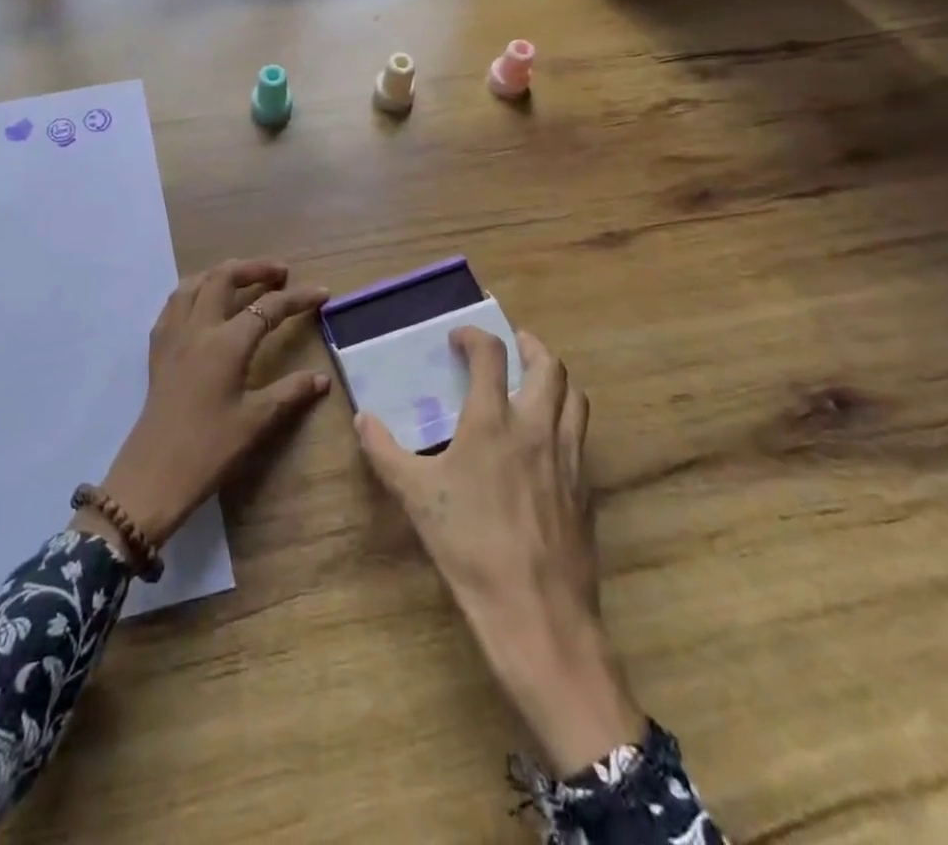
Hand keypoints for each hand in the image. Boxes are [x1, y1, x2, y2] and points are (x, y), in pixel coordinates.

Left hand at [83, 258, 330, 553]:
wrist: (154, 473)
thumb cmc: (210, 448)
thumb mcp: (256, 421)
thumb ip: (290, 392)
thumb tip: (322, 378)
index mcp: (227, 343)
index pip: (268, 308)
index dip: (298, 298)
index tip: (321, 292)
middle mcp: (198, 327)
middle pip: (224, 278)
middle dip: (255, 268)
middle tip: (280, 272)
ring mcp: (173, 334)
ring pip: (194, 283)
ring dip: (221, 273)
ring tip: (241, 277)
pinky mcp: (157, 348)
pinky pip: (174, 303)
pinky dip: (194, 291)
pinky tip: (203, 303)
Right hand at [356, 327, 646, 774]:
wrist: (537, 612)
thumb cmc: (469, 545)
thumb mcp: (415, 496)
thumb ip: (385, 451)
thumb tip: (363, 419)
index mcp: (493, 420)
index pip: (491, 355)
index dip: (475, 336)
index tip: (459, 338)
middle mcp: (537, 427)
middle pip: (548, 366)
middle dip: (530, 346)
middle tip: (513, 345)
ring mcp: (567, 457)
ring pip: (575, 397)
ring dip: (556, 379)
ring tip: (536, 382)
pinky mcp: (585, 487)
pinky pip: (580, 436)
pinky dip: (566, 419)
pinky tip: (547, 440)